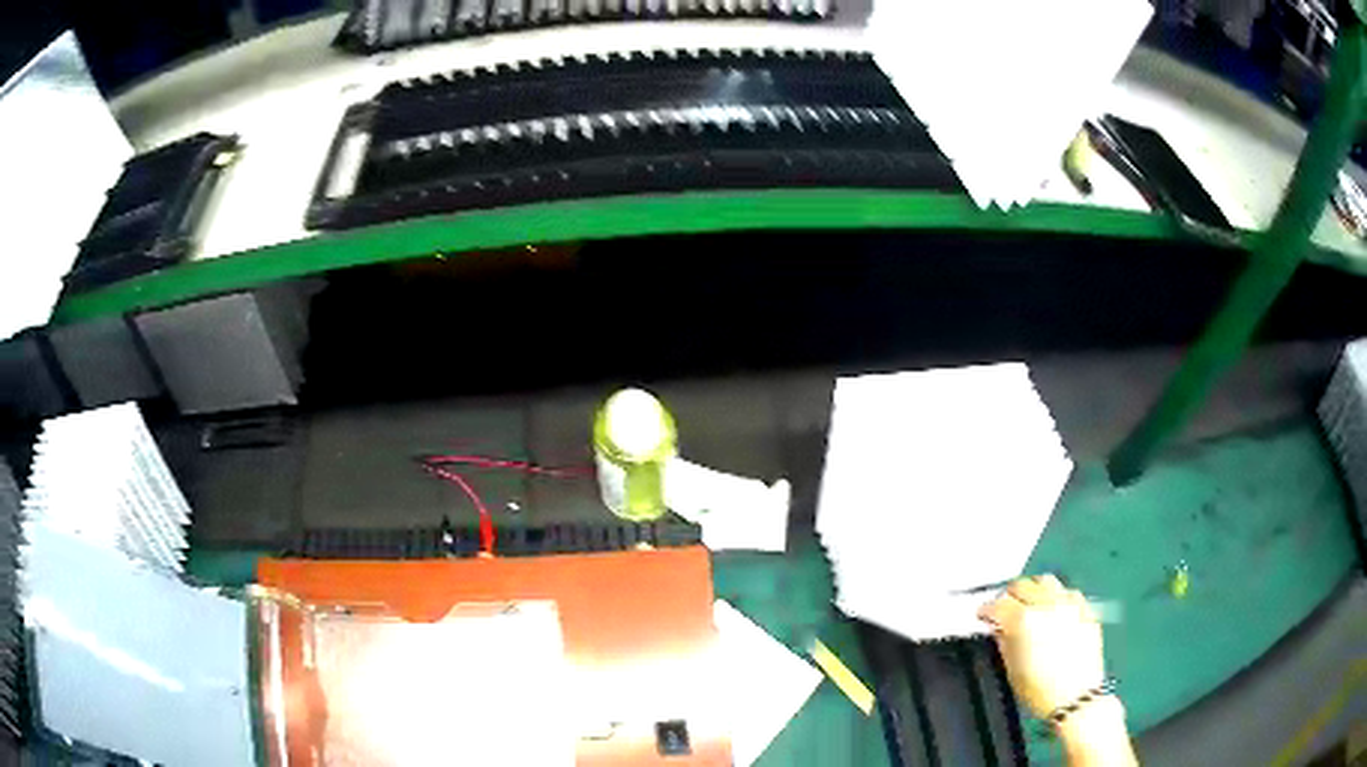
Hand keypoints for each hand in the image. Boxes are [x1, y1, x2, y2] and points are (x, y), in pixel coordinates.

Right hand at [977, 574, 1104, 718]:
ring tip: (1030, 603)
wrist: (1076, 698)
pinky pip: (1068, 592)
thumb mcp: (1012, 669)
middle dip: (1009, 596)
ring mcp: (1068, 603)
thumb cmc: (1038, 690)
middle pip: (1022, 585)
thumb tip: (997, 628)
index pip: (997, 604)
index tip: (982, 616)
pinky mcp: (1085, 608)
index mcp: (1022, 620)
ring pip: (1046, 581)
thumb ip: (1003, 642)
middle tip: (1004, 609)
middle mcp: (1045, 604)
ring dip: (1034, 589)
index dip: (986, 610)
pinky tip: (1054, 609)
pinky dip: (1057, 596)